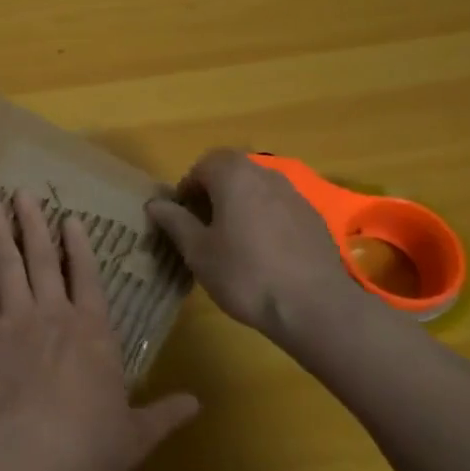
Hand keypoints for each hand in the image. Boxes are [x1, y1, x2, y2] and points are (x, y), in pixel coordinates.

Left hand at [0, 191, 198, 470]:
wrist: (25, 454)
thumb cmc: (86, 447)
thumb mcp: (135, 436)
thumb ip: (164, 414)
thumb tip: (198, 404)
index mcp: (94, 332)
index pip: (87, 277)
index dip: (78, 246)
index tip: (69, 218)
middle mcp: (55, 313)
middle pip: (43, 258)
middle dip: (34, 223)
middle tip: (22, 193)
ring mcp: (17, 316)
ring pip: (9, 262)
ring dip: (2, 229)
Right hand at [145, 148, 363, 344]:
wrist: (314, 306)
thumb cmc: (244, 274)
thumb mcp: (198, 251)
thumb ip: (175, 221)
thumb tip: (154, 204)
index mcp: (234, 175)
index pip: (203, 164)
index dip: (188, 187)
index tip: (183, 216)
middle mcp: (266, 174)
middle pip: (233, 171)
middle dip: (215, 192)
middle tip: (205, 226)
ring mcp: (295, 195)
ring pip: (258, 189)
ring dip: (241, 204)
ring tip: (234, 241)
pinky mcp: (314, 218)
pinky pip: (280, 207)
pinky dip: (266, 219)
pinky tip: (265, 253)